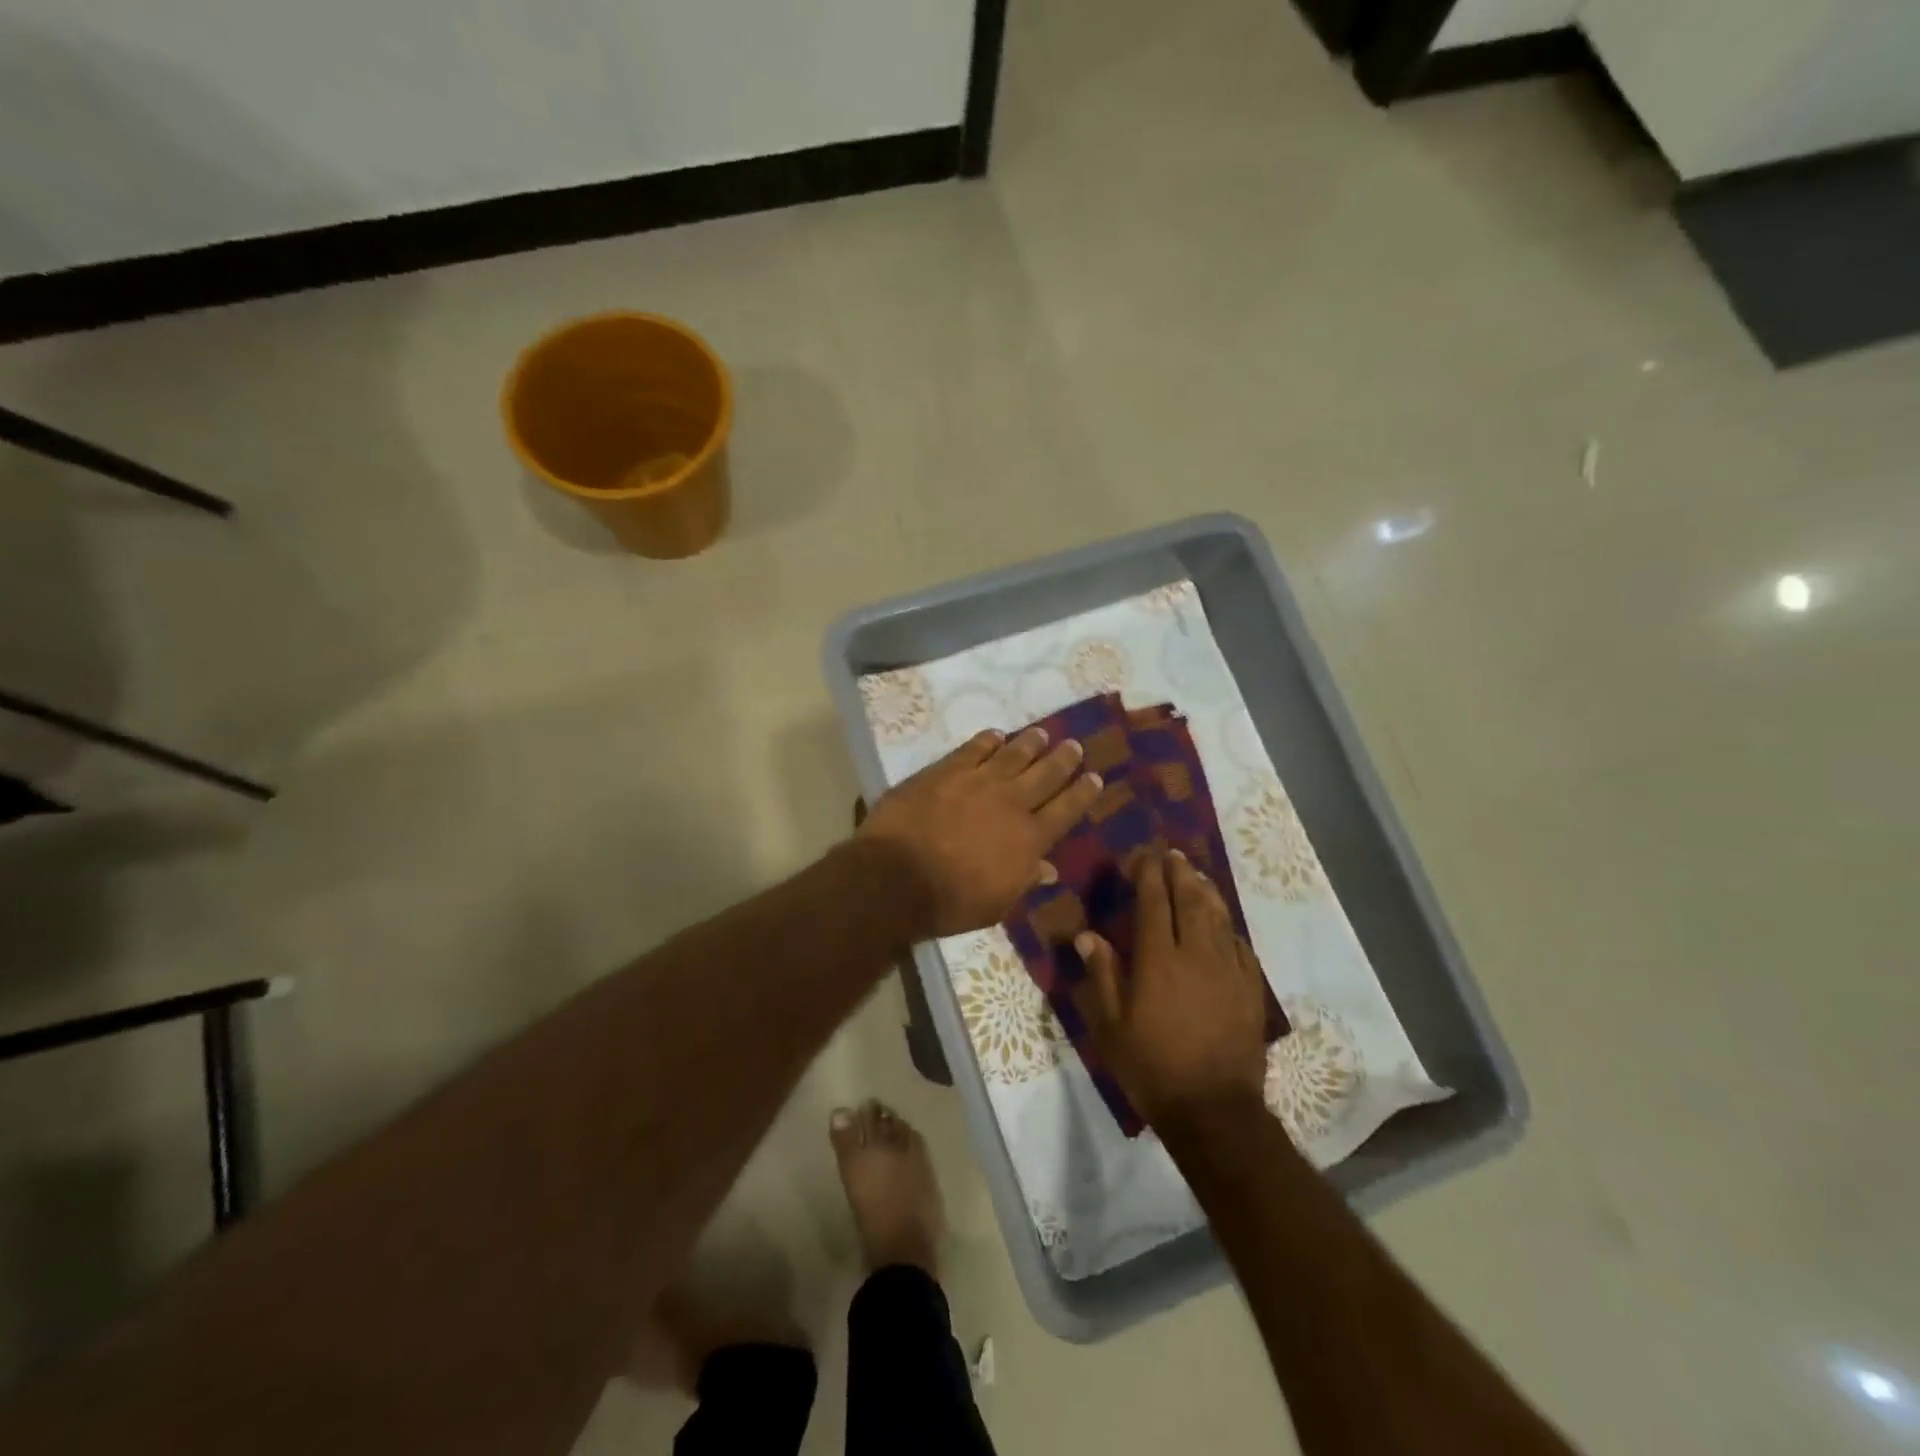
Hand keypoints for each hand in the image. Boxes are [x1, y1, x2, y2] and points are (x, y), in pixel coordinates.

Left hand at [857, 727, 1103, 937]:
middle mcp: (1011, 803)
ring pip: (1013, 754)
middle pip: (1046, 774)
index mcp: (1029, 839)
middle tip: (1075, 746)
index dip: (1083, 793)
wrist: (896, 877)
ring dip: (1031, 743)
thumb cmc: (949, 902)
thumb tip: (1048, 869)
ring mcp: (978, 781)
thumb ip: (1023, 881)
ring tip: (1043, 734)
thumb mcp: (996, 904)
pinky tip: (996, 735)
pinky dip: (988, 740)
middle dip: (1063, 759)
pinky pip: (974, 748)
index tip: (1095, 778)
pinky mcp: (946, 770)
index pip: (1066, 810)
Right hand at [1073, 849, 1268, 1129]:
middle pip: (1190, 901)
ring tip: (1197, 874)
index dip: (1148, 875)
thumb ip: (1102, 975)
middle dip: (1179, 873)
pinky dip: (1229, 928)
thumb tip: (1088, 935)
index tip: (1144, 855)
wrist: (1213, 1111)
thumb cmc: (1152, 1068)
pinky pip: (1240, 947)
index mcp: (1158, 960)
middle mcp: (1196, 955)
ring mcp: (1228, 971)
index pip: (1154, 903)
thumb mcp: (1110, 1027)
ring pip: (1218, 918)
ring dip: (1206, 891)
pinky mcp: (1251, 991)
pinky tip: (1224, 923)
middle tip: (1172, 853)